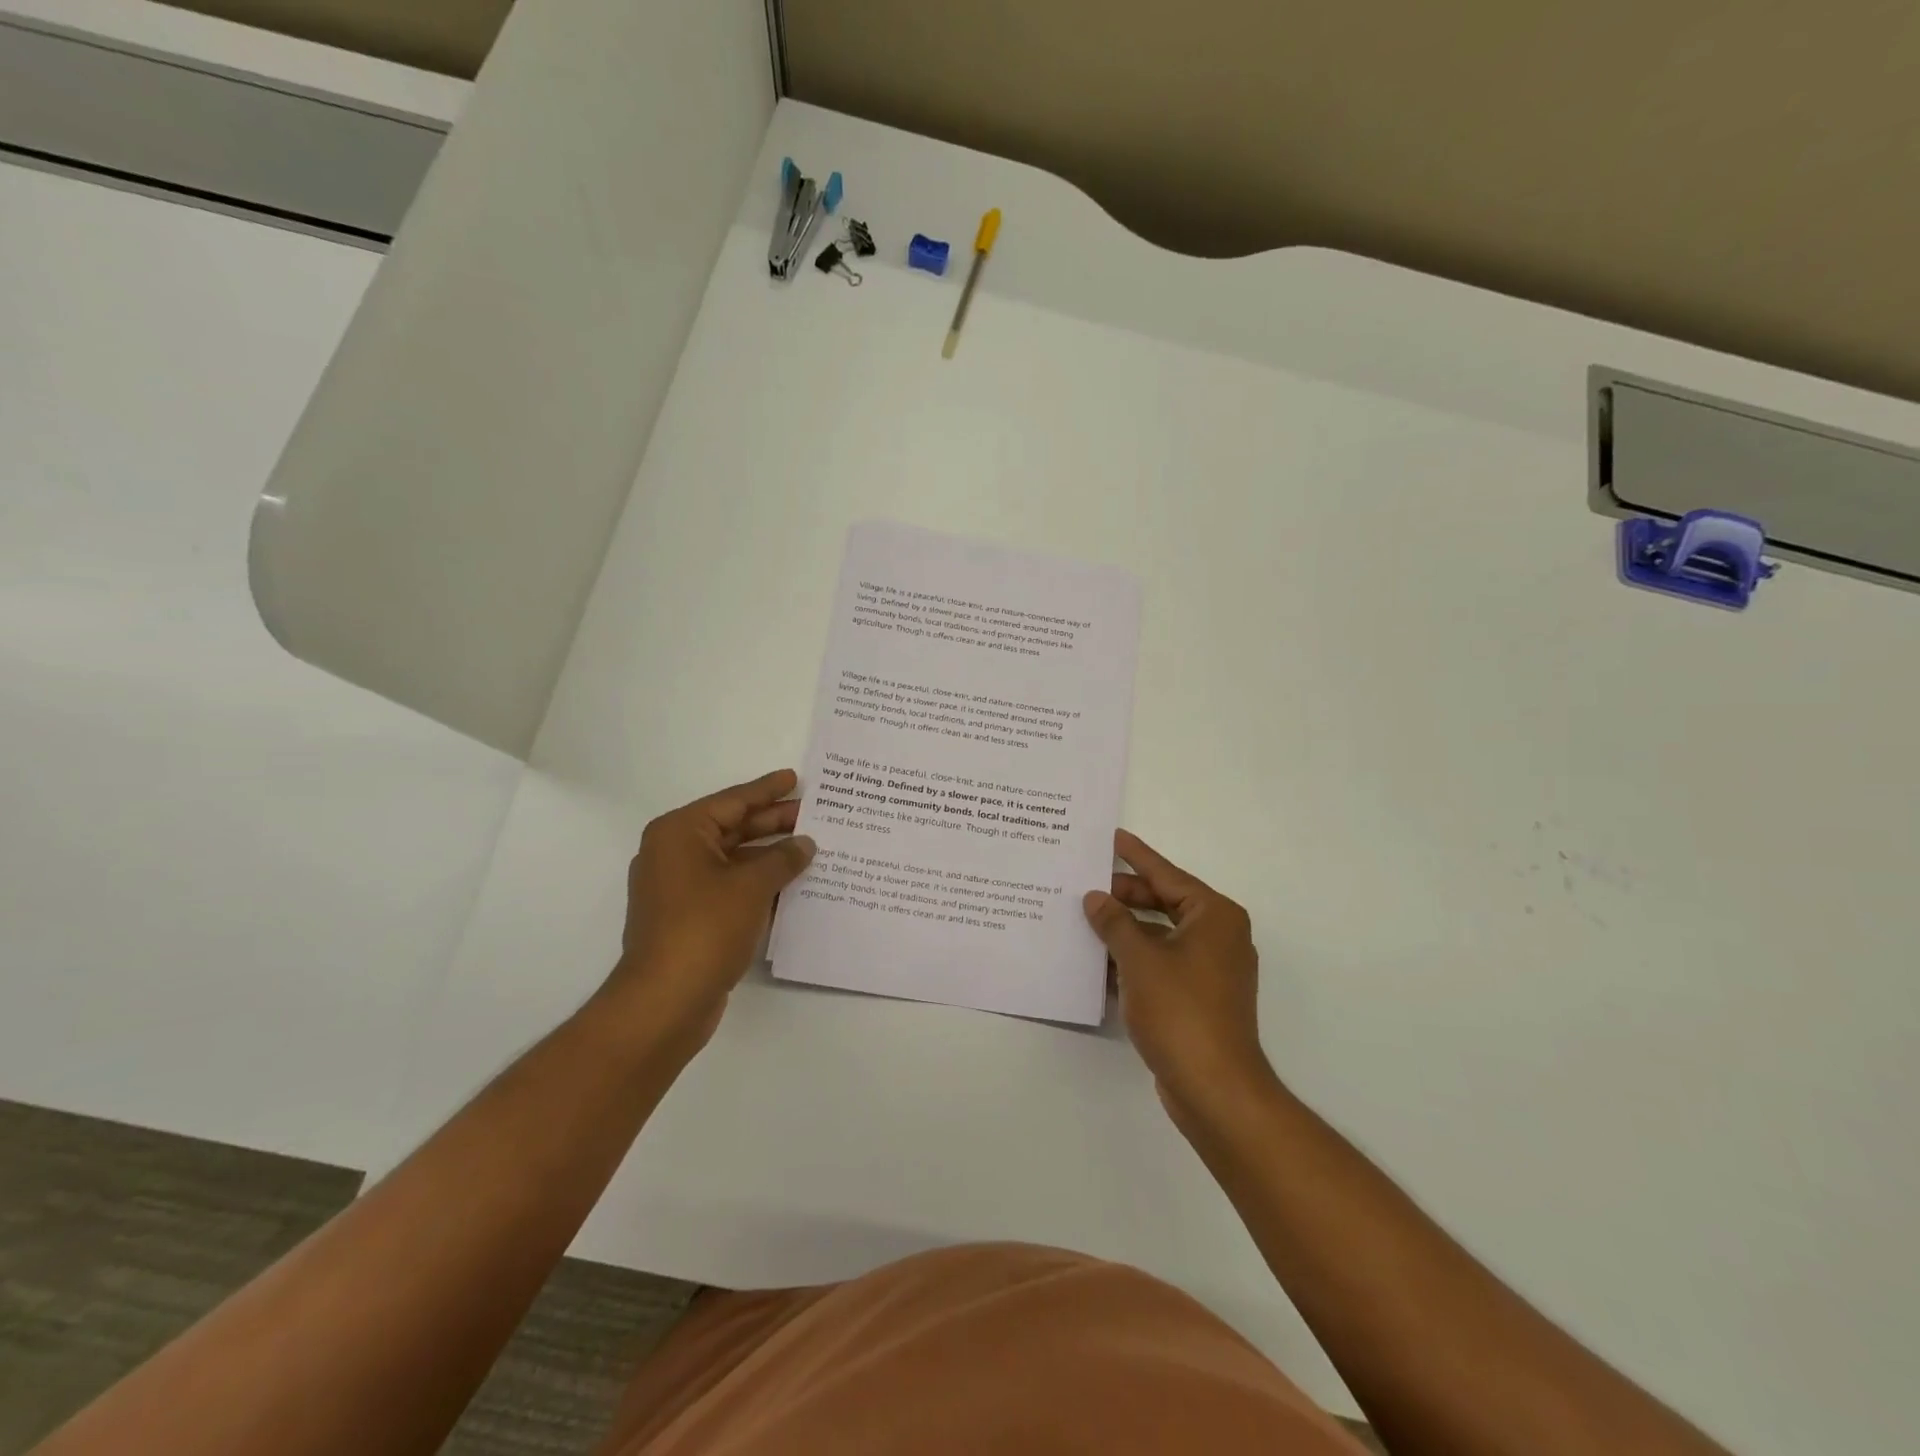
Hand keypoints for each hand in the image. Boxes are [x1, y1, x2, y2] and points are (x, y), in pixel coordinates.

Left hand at [605, 769, 814, 1053]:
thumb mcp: (751, 886)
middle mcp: (675, 854)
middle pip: (732, 828)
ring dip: (769, 856)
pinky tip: (792, 885)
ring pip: (733, 860)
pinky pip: (729, 887)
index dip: (767, 790)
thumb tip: (805, 844)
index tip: (795, 778)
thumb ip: (783, 859)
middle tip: (814, 814)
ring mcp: (679, 888)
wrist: (665, 1001)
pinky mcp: (689, 917)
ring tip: (811, 848)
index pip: (732, 801)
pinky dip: (758, 883)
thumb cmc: (705, 928)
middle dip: (773, 823)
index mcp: (680, 833)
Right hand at [1083, 831, 1275, 1125]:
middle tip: (1084, 884)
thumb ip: (1114, 922)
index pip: (1167, 874)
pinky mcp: (1198, 998)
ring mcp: (1210, 970)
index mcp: (1213, 916)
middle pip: (1163, 903)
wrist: (1214, 1088)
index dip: (1136, 855)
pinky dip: (1134, 960)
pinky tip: (1098, 961)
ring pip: (1159, 936)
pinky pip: (1161, 964)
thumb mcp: (1139, 959)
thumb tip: (1095, 898)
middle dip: (1124, 896)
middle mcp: (1217, 936)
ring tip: (1083, 919)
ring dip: (1125, 930)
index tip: (1112, 837)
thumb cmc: (1180, 1011)